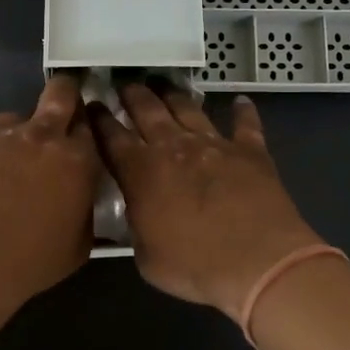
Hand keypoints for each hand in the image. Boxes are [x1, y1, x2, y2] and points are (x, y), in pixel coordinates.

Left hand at [0, 74, 99, 307]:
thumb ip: (86, 207)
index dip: (83, 130)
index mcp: (77, 158)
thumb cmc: (33, 261)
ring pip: (11, 120)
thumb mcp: (81, 242)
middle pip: (59, 92)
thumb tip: (81, 194)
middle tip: (56, 111)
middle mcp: (42, 134)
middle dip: (62, 94)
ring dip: (11, 138)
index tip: (77, 139)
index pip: (89, 125)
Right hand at [90, 82, 320, 318]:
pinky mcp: (249, 150)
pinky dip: (242, 111)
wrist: (258, 261)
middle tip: (125, 83)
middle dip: (133, 94)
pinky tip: (240, 100)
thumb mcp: (147, 257)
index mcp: (141, 172)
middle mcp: (174, 147)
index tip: (91, 104)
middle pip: (147, 110)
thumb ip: (137, 226)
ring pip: (187, 108)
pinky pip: (245, 123)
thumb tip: (137, 213)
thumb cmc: (194, 266)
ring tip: (163, 83)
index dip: (99, 119)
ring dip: (173, 94)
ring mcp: (213, 144)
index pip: (111, 137)